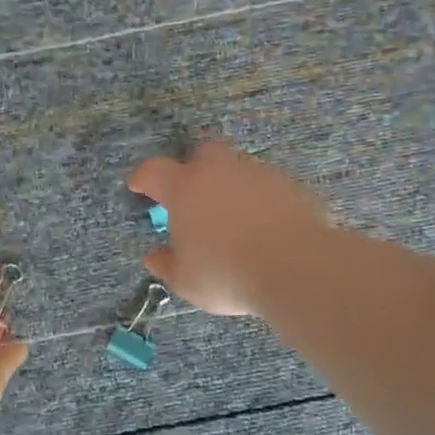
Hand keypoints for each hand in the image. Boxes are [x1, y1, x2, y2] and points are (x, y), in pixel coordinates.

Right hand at [128, 141, 330, 315]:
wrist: (296, 267)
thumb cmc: (226, 273)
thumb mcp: (186, 280)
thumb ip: (167, 265)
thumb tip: (154, 257)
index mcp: (185, 188)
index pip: (154, 171)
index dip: (143, 177)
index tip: (138, 185)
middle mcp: (219, 171)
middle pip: (202, 154)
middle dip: (195, 169)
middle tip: (195, 196)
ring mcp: (258, 174)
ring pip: (238, 168)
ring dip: (232, 186)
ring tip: (234, 218)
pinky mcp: (290, 186)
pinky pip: (268, 187)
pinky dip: (262, 201)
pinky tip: (264, 226)